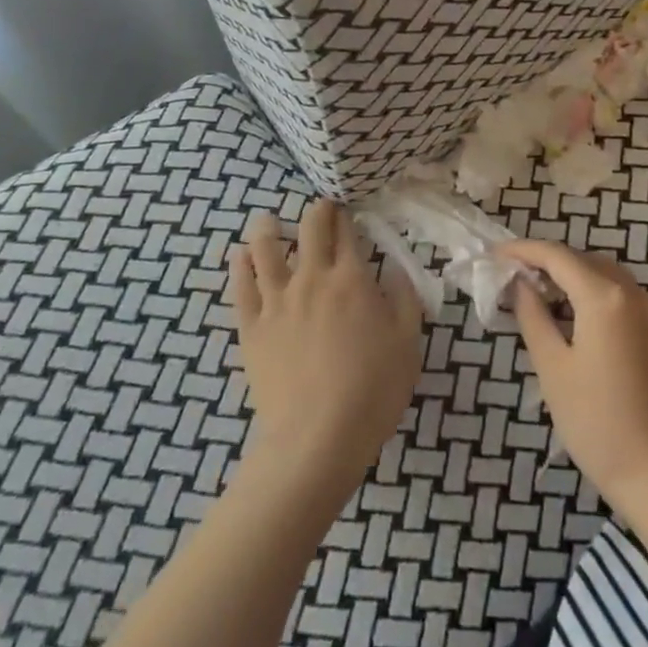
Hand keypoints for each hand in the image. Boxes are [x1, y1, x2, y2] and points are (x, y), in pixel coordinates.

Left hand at [229, 200, 423, 497]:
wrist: (317, 438)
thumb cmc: (372, 391)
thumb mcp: (407, 344)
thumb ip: (404, 299)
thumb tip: (397, 269)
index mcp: (351, 280)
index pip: (347, 232)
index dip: (347, 215)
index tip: (347, 209)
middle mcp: (311, 278)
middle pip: (309, 229)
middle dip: (316, 211)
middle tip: (319, 209)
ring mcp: (276, 301)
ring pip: (266, 250)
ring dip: (268, 229)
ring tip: (267, 221)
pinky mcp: (251, 328)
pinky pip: (241, 287)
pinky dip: (240, 266)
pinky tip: (239, 256)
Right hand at [504, 239, 647, 516]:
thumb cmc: (595, 420)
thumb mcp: (552, 366)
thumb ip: (532, 315)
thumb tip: (520, 284)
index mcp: (604, 296)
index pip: (557, 255)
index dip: (523, 250)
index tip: (494, 253)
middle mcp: (632, 292)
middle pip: (582, 259)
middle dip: (546, 261)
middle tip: (511, 275)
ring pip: (602, 274)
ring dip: (569, 275)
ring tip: (535, 292)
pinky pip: (618, 294)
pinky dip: (590, 292)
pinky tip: (568, 314)